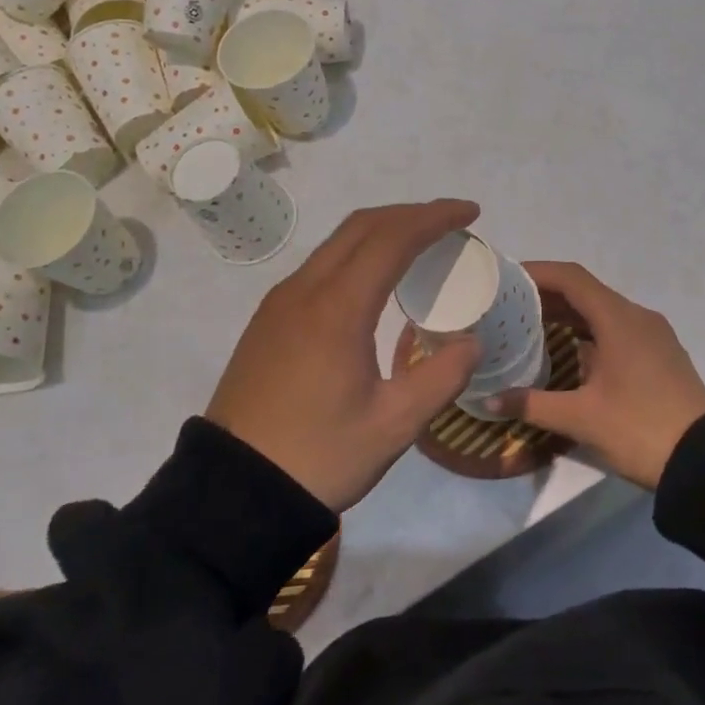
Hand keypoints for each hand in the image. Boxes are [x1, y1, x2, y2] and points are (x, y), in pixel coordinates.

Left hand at [205, 200, 484, 511]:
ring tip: (420, 245)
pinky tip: (375, 281)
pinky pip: (320, 266)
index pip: (392, 238)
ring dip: (381, 231)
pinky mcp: (268, 320)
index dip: (435, 218)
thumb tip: (471, 341)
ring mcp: (280, 303)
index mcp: (338, 308)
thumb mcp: (394, 425)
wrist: (233, 492)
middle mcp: (305, 290)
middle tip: (451, 223)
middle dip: (410, 214)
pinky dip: (357, 254)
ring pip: (336, 243)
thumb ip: (442, 377)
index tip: (470, 212)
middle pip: (362, 226)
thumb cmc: (319, 456)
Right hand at [490, 262, 704, 489]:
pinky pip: (619, 328)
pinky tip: (570, 351)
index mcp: (619, 319)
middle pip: (587, 292)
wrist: (704, 461)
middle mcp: (638, 316)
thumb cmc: (639, 429)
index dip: (538, 272)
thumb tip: (488, 400)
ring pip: (604, 311)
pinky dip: (590, 330)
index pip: (572, 278)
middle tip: (510, 306)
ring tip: (531, 327)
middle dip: (548, 295)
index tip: (507, 278)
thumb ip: (532, 404)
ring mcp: (654, 334)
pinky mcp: (661, 354)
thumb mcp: (581, 418)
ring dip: (569, 314)